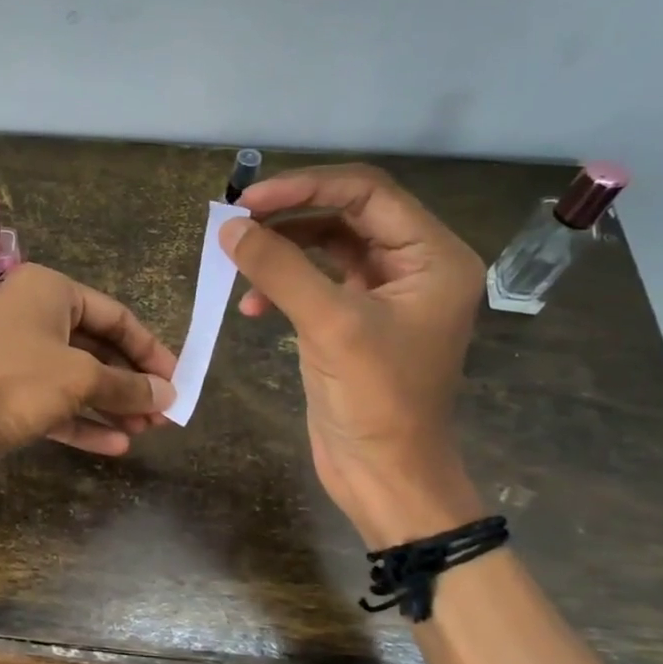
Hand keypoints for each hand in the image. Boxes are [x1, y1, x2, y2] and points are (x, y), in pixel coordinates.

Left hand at [0, 264, 177, 491]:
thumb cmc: (10, 380)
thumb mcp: (79, 378)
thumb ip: (127, 386)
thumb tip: (168, 396)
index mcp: (47, 291)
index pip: (114, 315)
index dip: (149, 349)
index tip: (177, 381)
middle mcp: (28, 317)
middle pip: (94, 348)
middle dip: (129, 383)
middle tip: (164, 415)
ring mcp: (10, 357)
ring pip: (73, 380)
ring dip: (110, 406)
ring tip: (147, 433)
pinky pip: (50, 405)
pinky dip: (81, 423)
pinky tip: (114, 447)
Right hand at [221, 164, 485, 542]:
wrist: (385, 475)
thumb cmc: (377, 400)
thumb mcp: (330, 326)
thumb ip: (280, 269)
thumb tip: (230, 227)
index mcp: (432, 256)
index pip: (367, 192)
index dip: (305, 187)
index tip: (249, 201)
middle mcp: (413, 265)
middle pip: (345, 213)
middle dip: (289, 215)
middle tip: (235, 222)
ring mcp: (382, 293)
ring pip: (326, 245)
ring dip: (280, 250)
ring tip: (237, 260)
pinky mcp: (354, 319)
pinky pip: (314, 281)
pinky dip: (281, 285)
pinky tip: (251, 308)